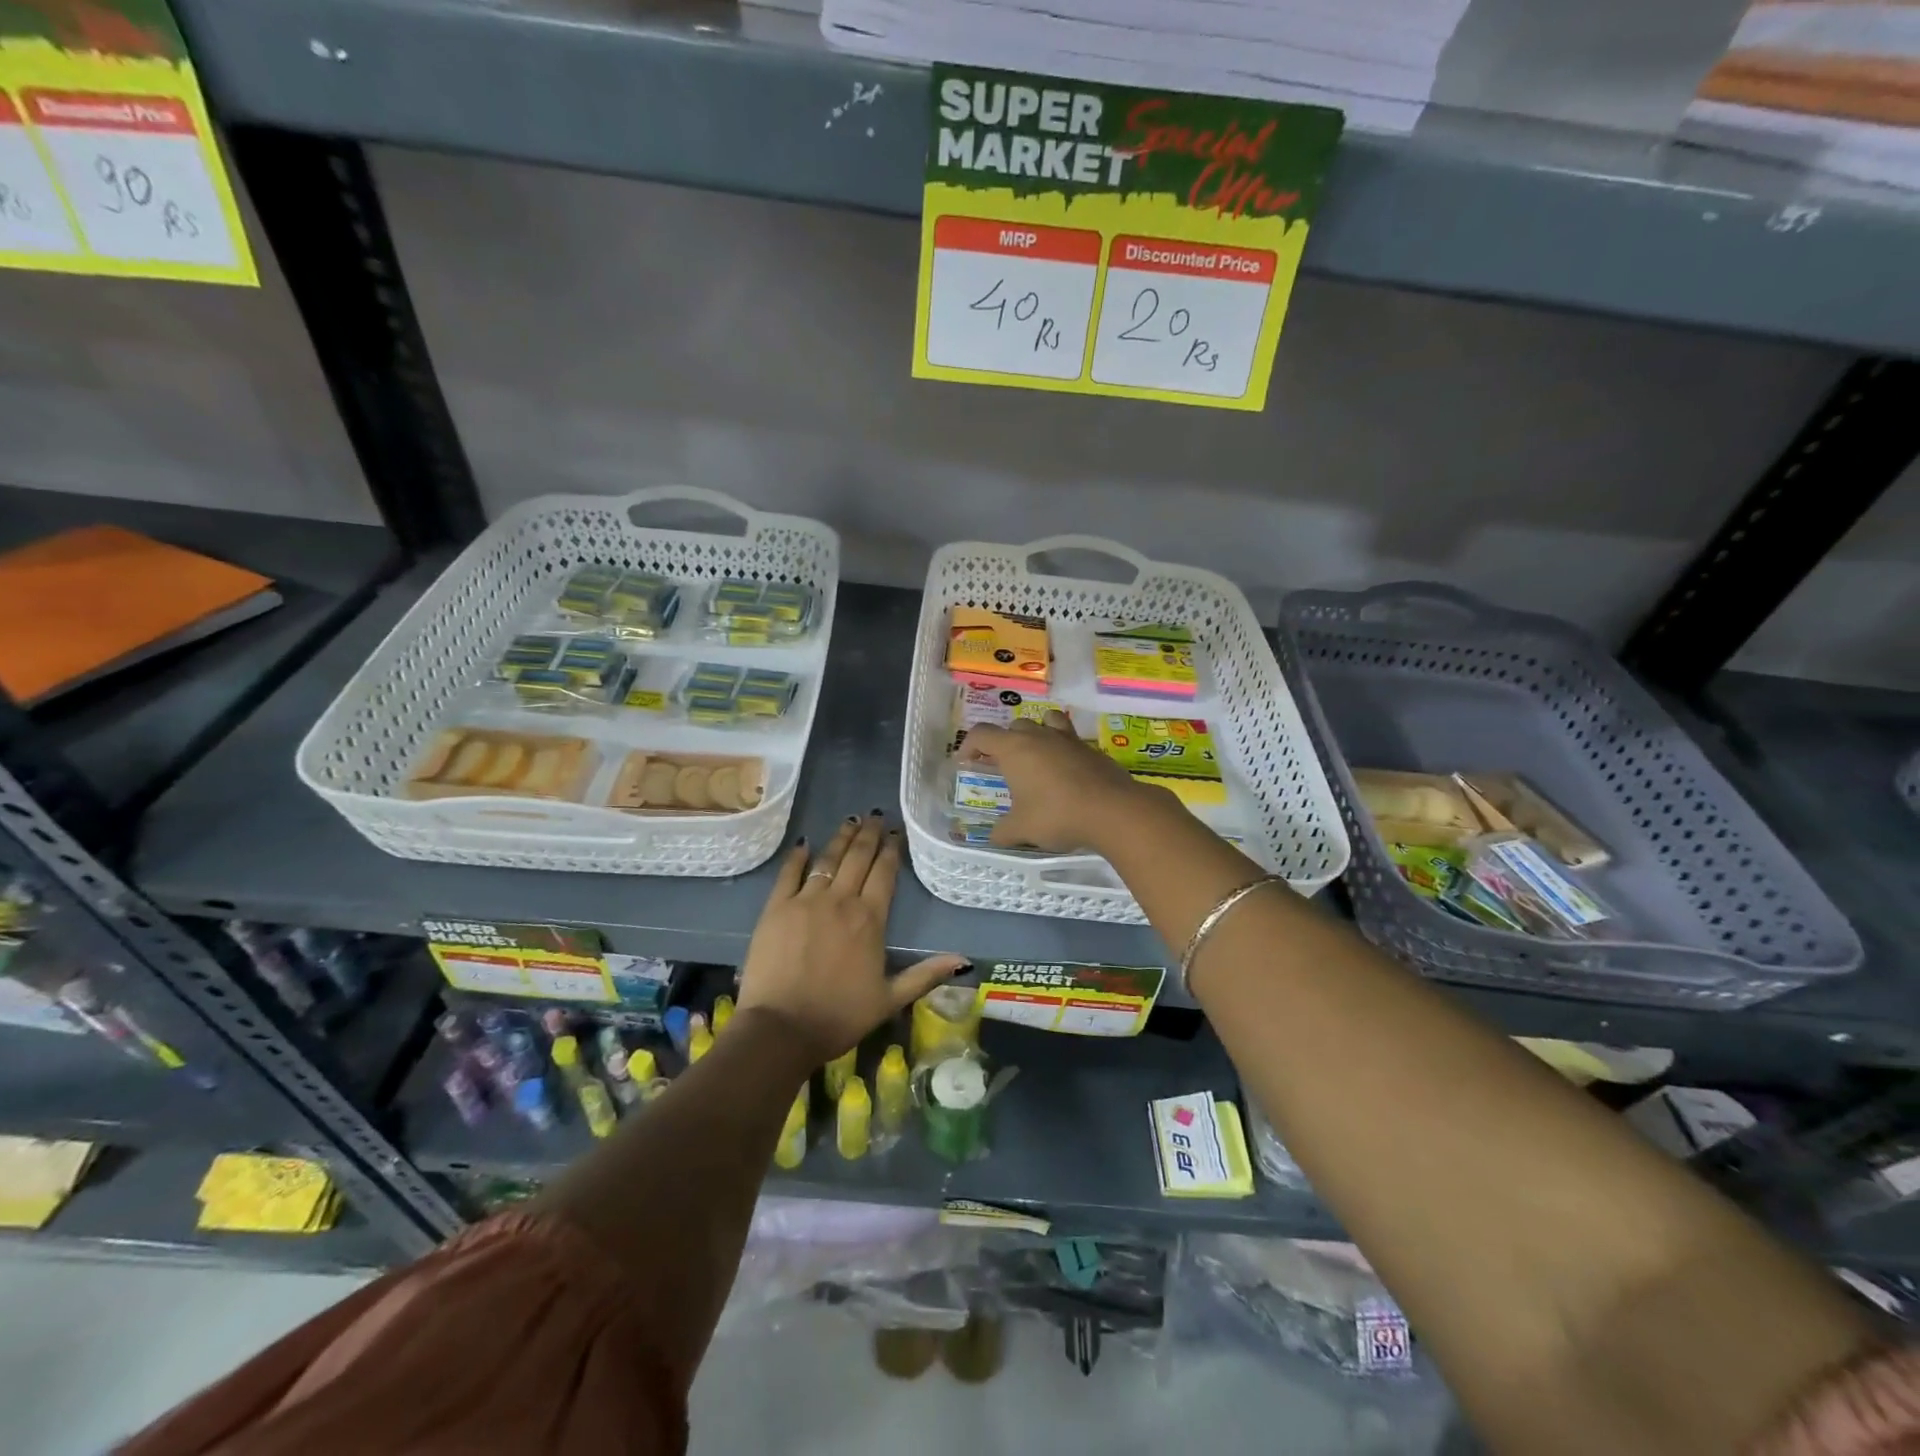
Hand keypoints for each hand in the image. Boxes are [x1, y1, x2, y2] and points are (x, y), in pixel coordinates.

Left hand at [736, 813, 965, 1063]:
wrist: (782, 1028)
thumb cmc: (840, 1016)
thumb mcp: (890, 999)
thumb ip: (925, 974)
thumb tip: (964, 959)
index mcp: (870, 919)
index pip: (885, 873)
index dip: (891, 850)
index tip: (896, 832)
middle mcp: (841, 901)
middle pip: (858, 858)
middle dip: (869, 834)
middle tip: (875, 816)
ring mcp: (806, 901)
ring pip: (827, 859)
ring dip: (841, 838)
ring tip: (850, 821)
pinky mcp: (776, 908)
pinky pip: (788, 873)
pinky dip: (797, 857)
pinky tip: (804, 843)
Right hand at [960, 713, 1168, 852]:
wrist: (1113, 810)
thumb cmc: (1057, 815)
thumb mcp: (1022, 829)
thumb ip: (1003, 832)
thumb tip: (993, 837)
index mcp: (1014, 748)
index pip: (982, 734)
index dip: (969, 745)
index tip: (966, 761)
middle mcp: (1039, 736)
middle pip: (1014, 726)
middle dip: (1004, 742)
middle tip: (1002, 765)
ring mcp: (1068, 739)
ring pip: (1046, 721)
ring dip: (1036, 733)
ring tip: (1036, 755)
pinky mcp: (1092, 749)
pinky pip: (1070, 739)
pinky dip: (1062, 749)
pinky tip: (1066, 772)